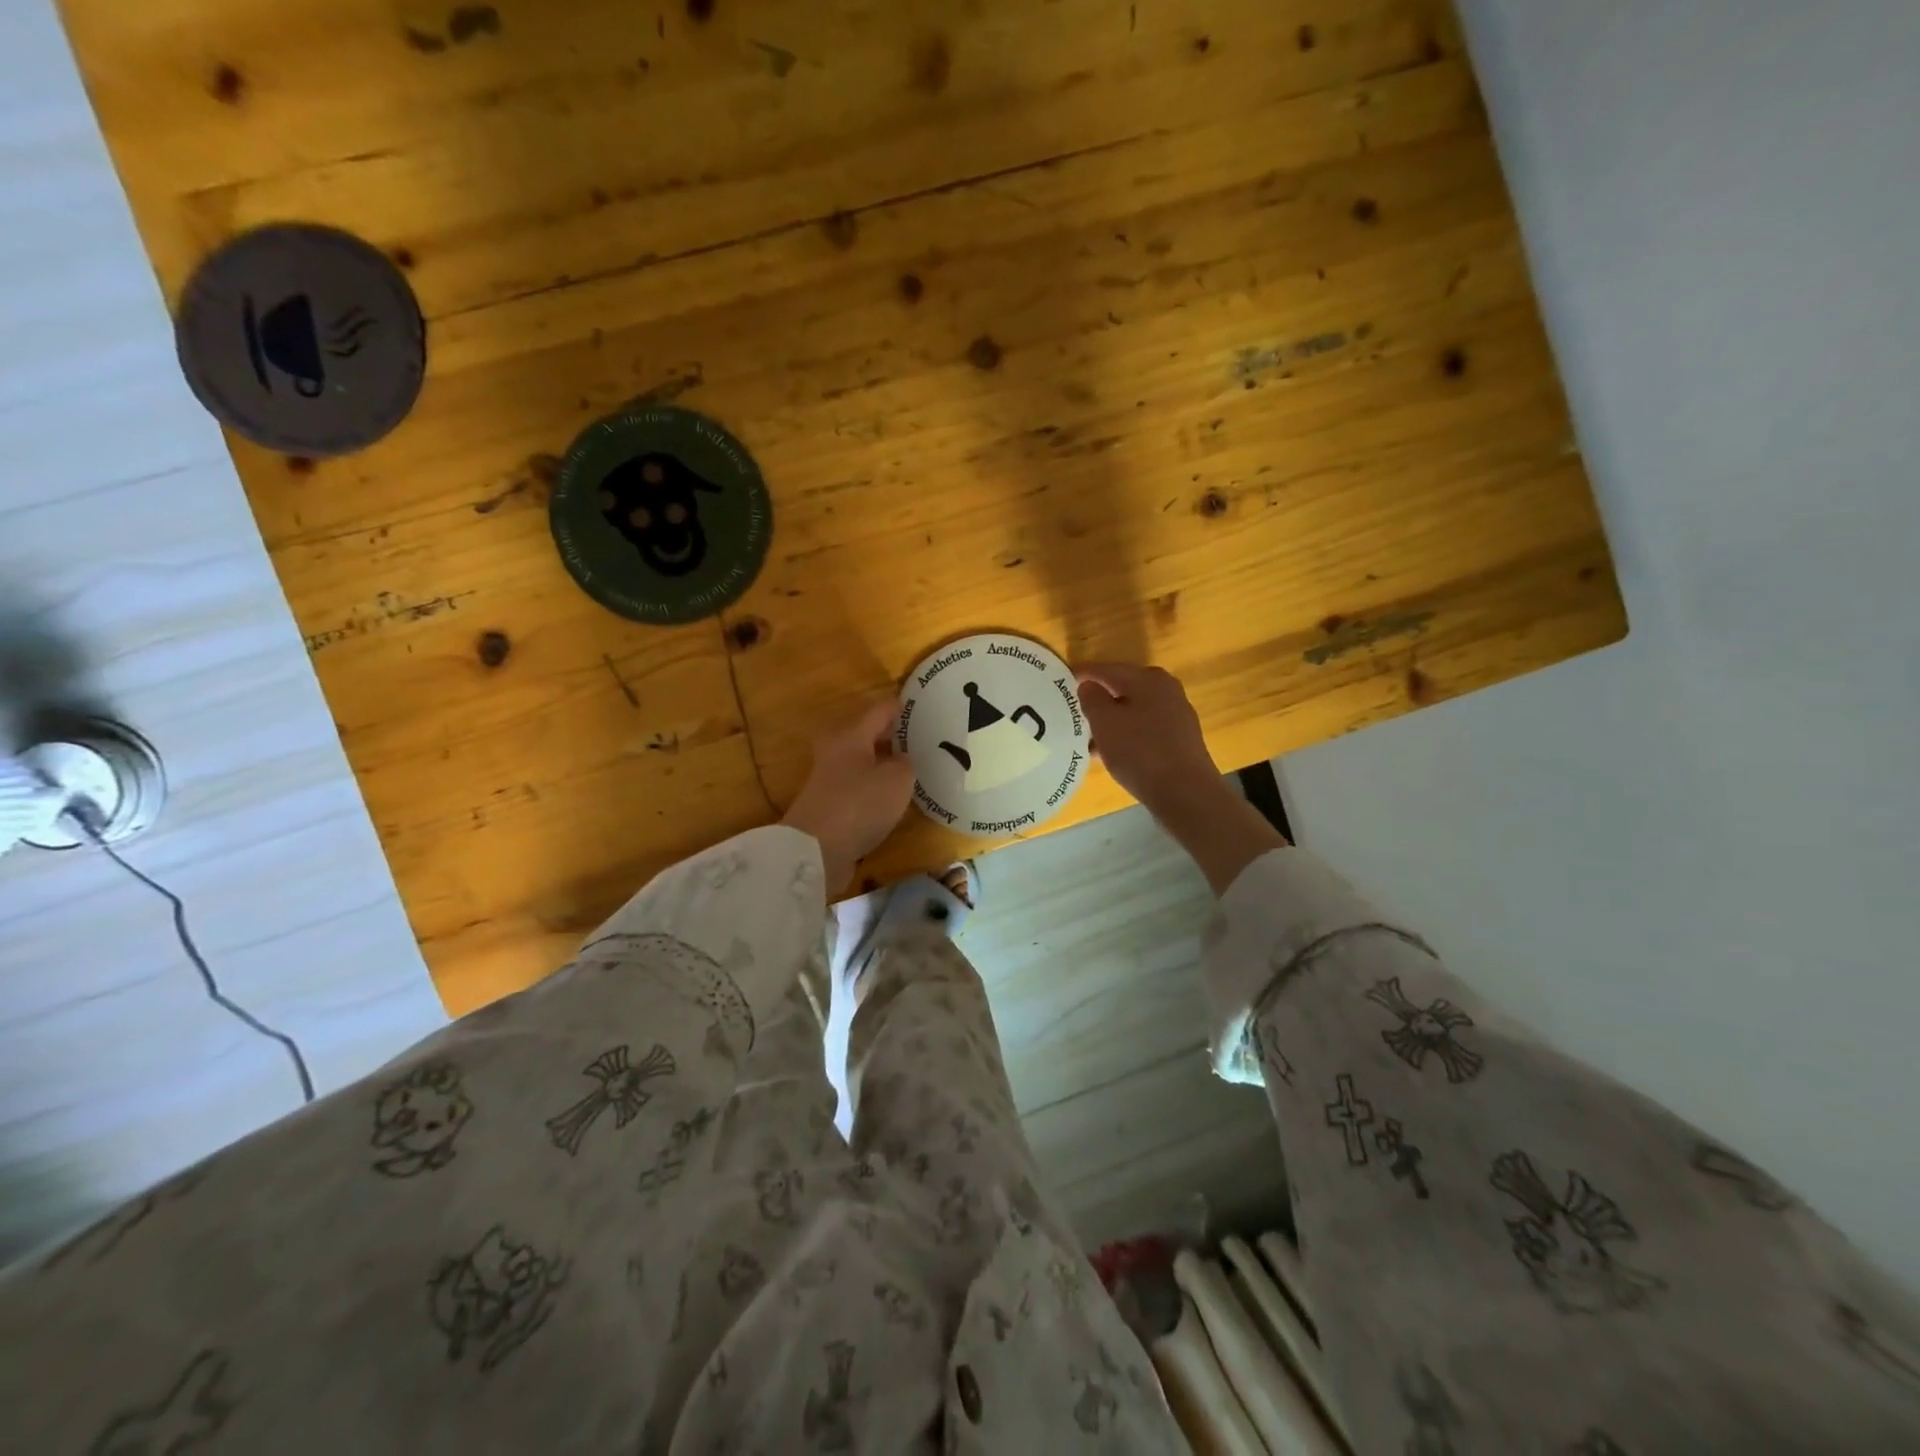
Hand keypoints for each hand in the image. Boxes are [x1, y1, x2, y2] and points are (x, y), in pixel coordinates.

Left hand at [781, 699, 915, 891]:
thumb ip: (905, 764)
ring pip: (863, 763)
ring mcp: (829, 780)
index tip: (923, 709)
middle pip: (868, 736)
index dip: (901, 708)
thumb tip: (900, 760)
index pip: (880, 710)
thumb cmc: (860, 804)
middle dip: (893, 738)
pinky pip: (859, 789)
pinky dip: (875, 789)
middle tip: (923, 743)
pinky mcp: (829, 807)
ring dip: (884, 765)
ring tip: (914, 771)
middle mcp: (836, 751)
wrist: (815, 851)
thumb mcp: (898, 779)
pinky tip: (894, 799)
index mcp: (851, 734)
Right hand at [1077, 662, 1287, 893]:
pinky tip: (1111, 754)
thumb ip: (1092, 698)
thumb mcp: (1105, 722)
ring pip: (1133, 711)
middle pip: (1122, 689)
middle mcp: (1166, 690)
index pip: (1106, 669)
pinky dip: (1125, 735)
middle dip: (1097, 700)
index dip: (1082, 675)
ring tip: (1087, 738)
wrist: (1185, 792)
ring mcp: (1176, 715)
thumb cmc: (1140, 751)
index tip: (1060, 683)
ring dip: (1110, 722)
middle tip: (1072, 711)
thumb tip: (1089, 685)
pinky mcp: (1179, 739)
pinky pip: (1144, 729)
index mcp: (1148, 678)